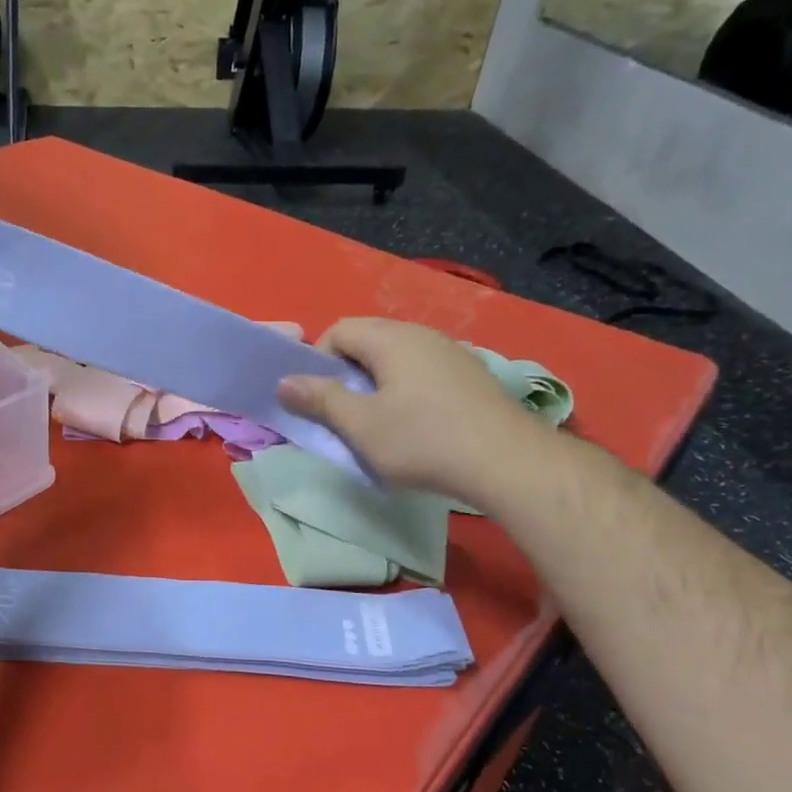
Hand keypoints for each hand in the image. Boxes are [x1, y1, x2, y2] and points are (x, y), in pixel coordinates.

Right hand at [278, 318, 548, 505]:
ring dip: (376, 383)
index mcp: (390, 338)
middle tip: (343, 413)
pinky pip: (423, 371)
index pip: (339, 330)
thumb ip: (320, 400)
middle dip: (347, 373)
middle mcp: (421, 334)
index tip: (319, 399)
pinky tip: (416, 424)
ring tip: (377, 422)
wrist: (507, 462)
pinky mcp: (471, 375)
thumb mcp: (360, 425)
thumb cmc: (422, 440)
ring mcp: (451, 352)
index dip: (318, 361)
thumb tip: (284, 382)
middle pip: (368, 340)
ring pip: (397, 357)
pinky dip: (406, 390)